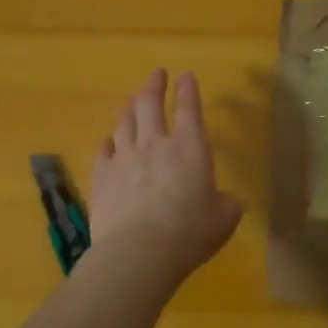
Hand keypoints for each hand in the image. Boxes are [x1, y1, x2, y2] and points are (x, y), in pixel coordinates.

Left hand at [90, 69, 243, 290]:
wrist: (138, 253)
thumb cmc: (189, 234)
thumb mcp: (224, 219)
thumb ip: (226, 203)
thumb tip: (223, 199)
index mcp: (190, 148)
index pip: (189, 108)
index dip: (189, 89)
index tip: (186, 76)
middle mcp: (155, 144)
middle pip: (150, 103)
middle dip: (154, 84)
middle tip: (157, 74)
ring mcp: (124, 157)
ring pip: (124, 121)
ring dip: (130, 107)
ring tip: (133, 101)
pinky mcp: (101, 175)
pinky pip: (103, 149)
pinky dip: (109, 141)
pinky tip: (109, 140)